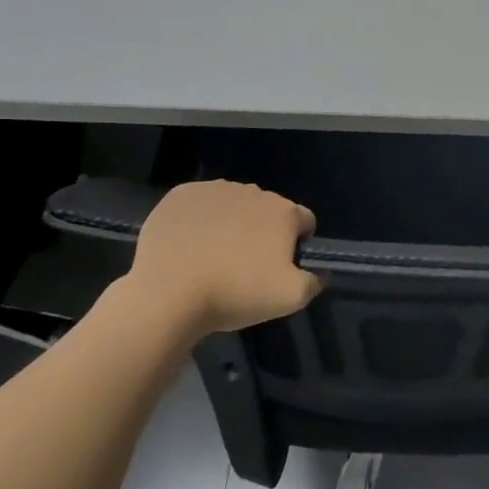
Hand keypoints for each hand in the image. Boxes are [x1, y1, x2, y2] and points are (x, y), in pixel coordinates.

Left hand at [119, 181, 321, 337]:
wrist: (168, 294)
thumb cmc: (235, 294)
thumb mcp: (291, 299)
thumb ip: (315, 281)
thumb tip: (321, 272)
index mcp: (284, 212)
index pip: (304, 221)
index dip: (298, 243)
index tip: (280, 266)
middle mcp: (254, 191)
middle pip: (268, 211)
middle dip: (263, 232)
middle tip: (245, 265)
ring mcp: (215, 189)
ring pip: (234, 205)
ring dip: (232, 223)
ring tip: (214, 256)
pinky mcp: (182, 194)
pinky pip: (200, 203)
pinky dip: (200, 219)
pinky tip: (189, 245)